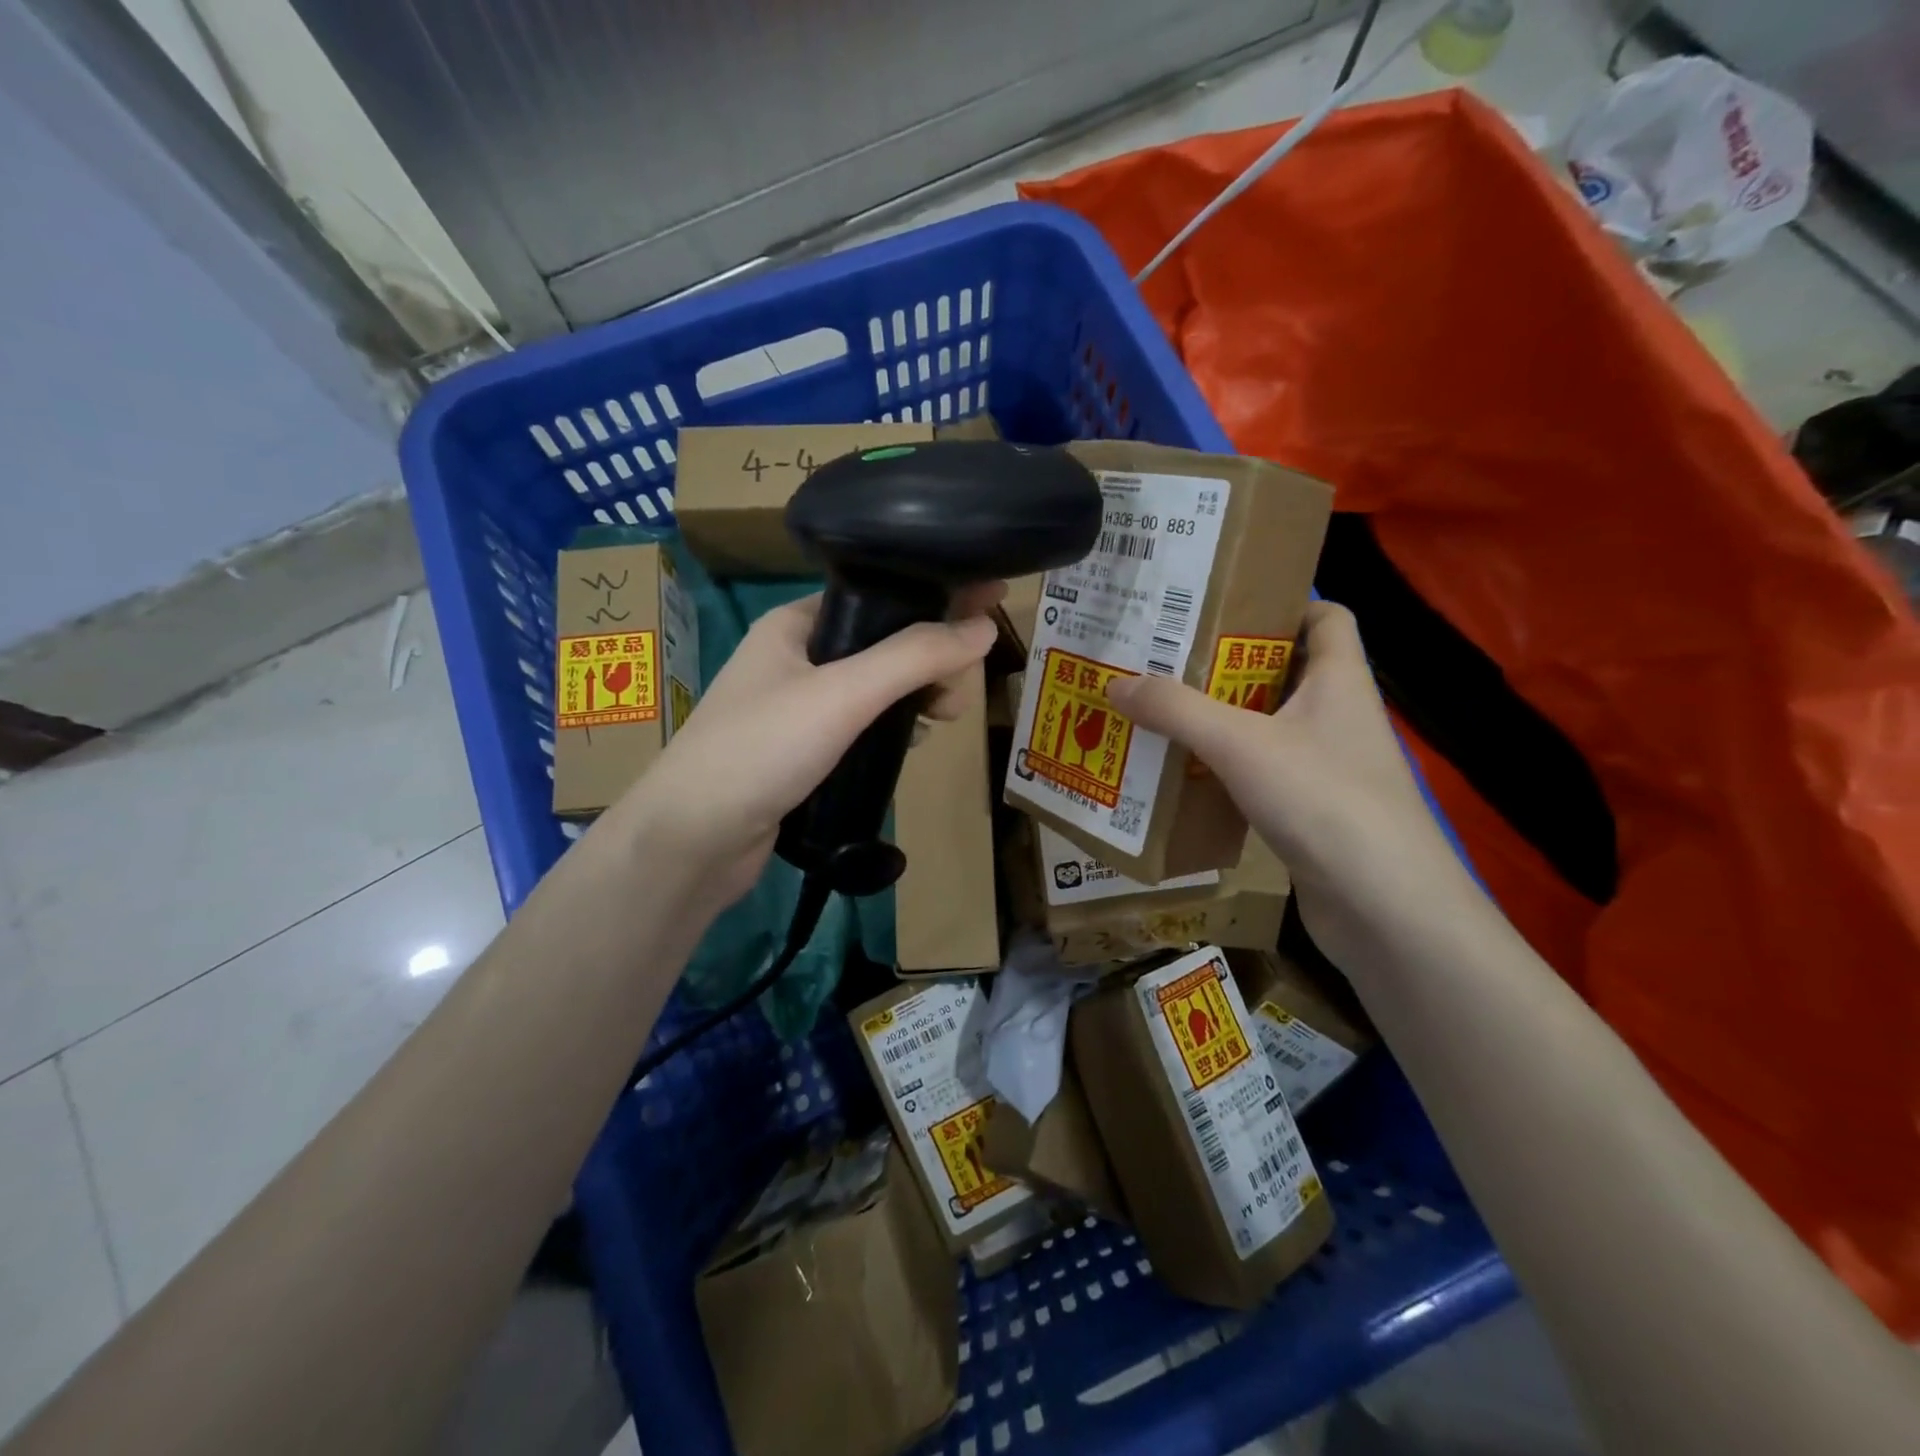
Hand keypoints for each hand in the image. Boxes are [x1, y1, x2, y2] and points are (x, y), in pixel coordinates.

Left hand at [604, 584, 1004, 916]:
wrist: (692, 840)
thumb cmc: (761, 749)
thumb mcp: (843, 694)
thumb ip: (913, 657)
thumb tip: (985, 627)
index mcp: (796, 625)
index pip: (877, 595)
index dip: (933, 597)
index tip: (988, 602)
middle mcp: (796, 658)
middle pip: (883, 644)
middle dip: (929, 660)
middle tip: (957, 695)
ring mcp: (797, 708)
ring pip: (875, 689)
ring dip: (915, 696)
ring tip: (945, 717)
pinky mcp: (804, 753)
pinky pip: (862, 727)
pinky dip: (893, 729)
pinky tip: (914, 742)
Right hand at [1103, 601, 1473, 968]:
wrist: (1384, 907)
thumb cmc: (1323, 800)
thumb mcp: (1240, 743)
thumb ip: (1176, 710)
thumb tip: (1115, 682)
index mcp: (1339, 680)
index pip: (1326, 617)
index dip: (1282, 603)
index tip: (1223, 606)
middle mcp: (1338, 716)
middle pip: (1284, 671)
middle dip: (1227, 664)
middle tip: (1166, 658)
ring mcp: (1328, 767)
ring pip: (1268, 725)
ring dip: (1220, 719)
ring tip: (1161, 711)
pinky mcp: (1313, 811)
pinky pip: (1262, 773)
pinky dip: (1226, 768)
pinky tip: (1184, 774)